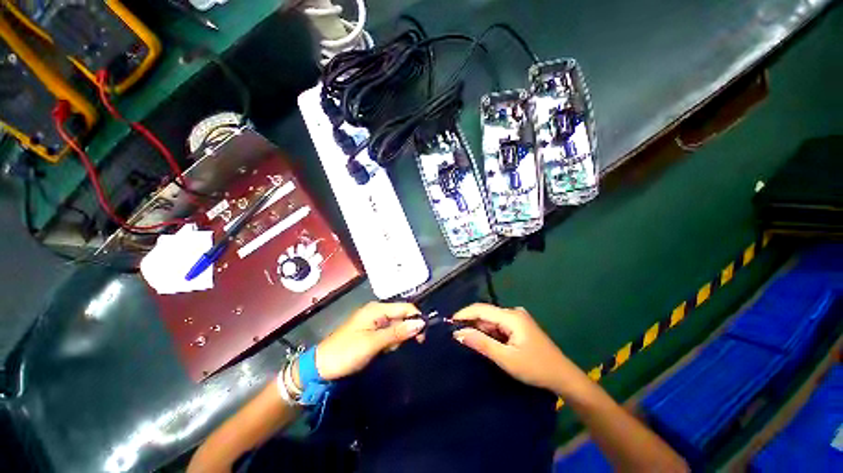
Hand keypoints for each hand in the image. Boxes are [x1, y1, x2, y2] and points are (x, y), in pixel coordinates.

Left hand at [314, 302, 424, 380]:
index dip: (416, 319)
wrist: (321, 367)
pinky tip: (384, 350)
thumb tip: (421, 323)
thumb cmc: (347, 352)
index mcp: (377, 309)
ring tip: (387, 350)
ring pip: (396, 326)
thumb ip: (398, 332)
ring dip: (397, 338)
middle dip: (405, 330)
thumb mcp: (373, 342)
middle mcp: (377, 311)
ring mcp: (374, 322)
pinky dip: (390, 342)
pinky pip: (389, 333)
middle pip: (402, 316)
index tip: (422, 337)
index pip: (405, 307)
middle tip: (399, 346)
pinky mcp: (372, 331)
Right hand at [452, 303, 586, 394]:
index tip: (449, 322)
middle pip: (486, 314)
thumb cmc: (535, 368)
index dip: (464, 314)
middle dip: (471, 323)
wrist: (564, 377)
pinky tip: (486, 342)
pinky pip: (499, 325)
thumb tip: (458, 333)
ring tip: (468, 340)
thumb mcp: (506, 358)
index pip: (481, 309)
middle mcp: (514, 312)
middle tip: (457, 336)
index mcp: (511, 316)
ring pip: (492, 320)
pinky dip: (490, 333)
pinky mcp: (519, 326)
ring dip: (481, 329)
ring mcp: (518, 319)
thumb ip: (481, 343)